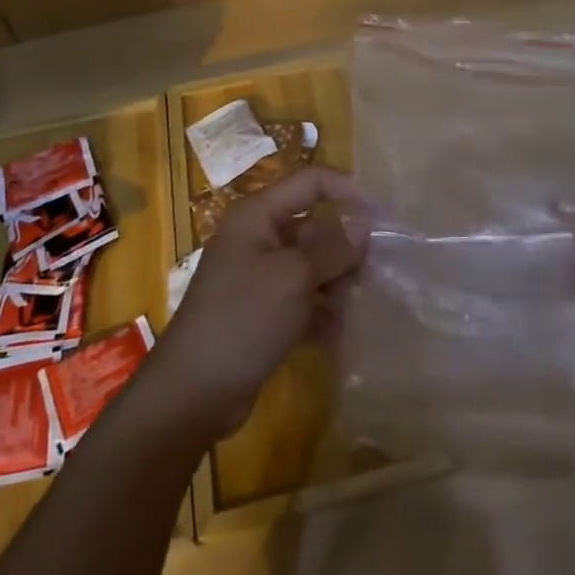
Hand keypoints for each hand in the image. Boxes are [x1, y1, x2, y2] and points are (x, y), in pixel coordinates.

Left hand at [143, 166, 368, 440]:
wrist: (192, 392)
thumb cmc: (243, 318)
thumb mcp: (294, 278)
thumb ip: (333, 248)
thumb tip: (365, 222)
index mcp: (259, 215)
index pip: (311, 182)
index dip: (347, 190)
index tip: (381, 217)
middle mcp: (258, 238)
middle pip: (314, 226)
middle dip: (345, 248)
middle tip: (375, 273)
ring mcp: (259, 277)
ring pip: (312, 266)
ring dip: (338, 283)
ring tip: (360, 307)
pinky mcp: (263, 312)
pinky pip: (303, 298)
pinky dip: (322, 311)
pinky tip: (343, 333)